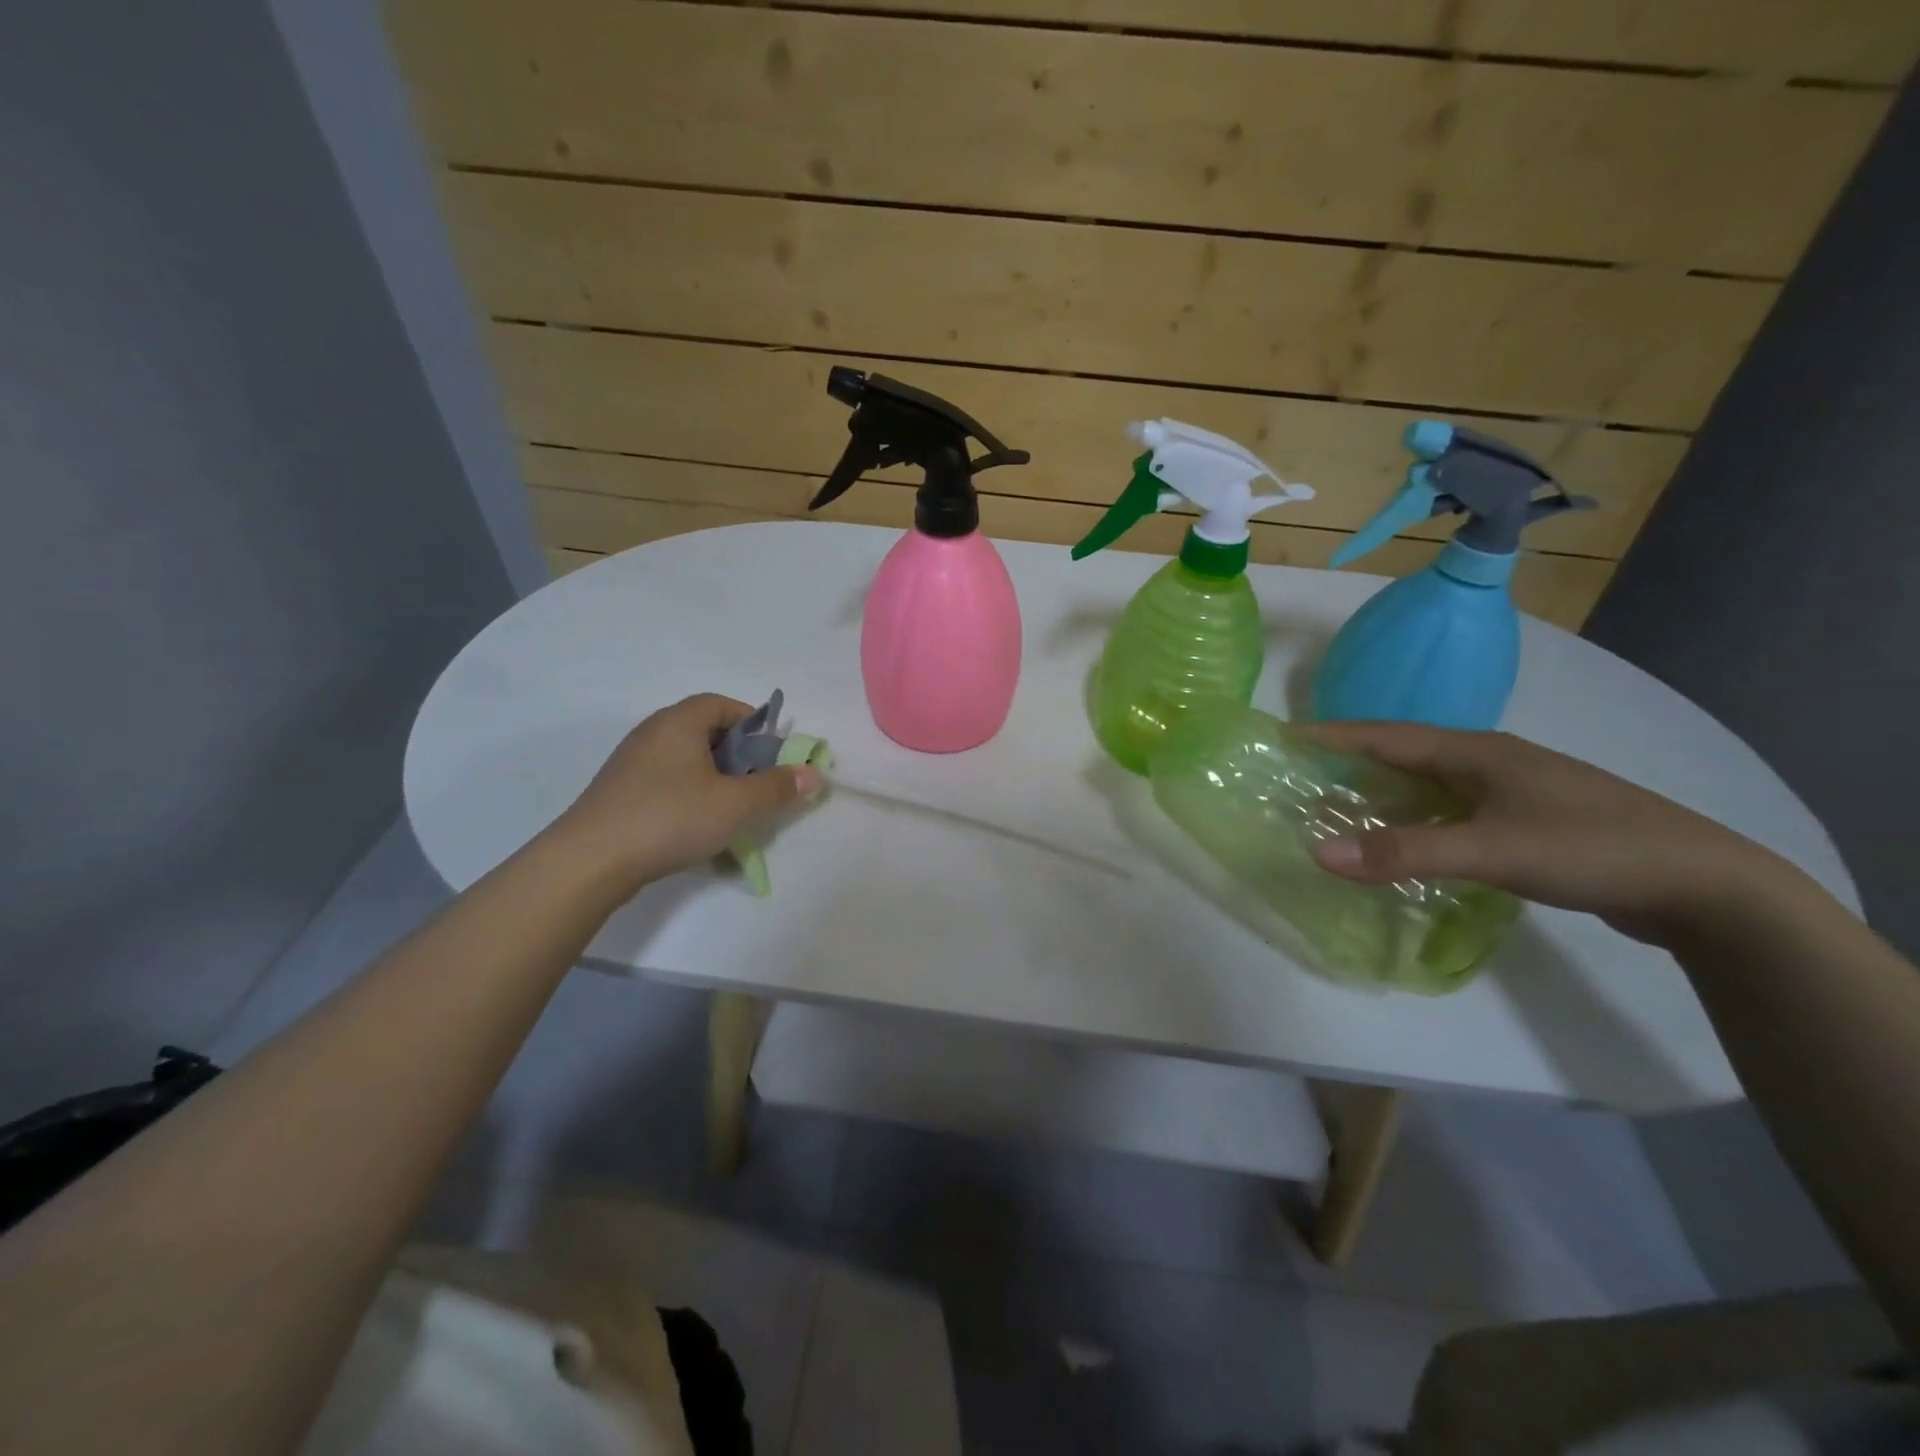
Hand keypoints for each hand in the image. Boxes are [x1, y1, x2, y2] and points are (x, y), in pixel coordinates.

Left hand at [555, 694, 823, 888]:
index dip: (752, 722)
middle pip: (704, 729)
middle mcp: (652, 732)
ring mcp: (631, 762)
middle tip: (756, 782)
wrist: (590, 861)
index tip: (772, 752)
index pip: (722, 704)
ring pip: (685, 757)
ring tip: (730, 806)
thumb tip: (813, 773)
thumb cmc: (670, 818)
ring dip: (713, 775)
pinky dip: (688, 792)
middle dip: (737, 753)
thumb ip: (776, 787)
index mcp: (679, 722)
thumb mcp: (735, 804)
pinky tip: (695, 823)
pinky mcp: (619, 791)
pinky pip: (665, 779)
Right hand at [1304, 721, 1799, 945]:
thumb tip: (1317, 851)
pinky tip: (1406, 841)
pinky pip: (1452, 811)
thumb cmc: (1590, 849)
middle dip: (1351, 761)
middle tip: (1302, 774)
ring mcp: (1513, 791)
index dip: (1333, 734)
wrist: (1706, 886)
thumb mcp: (1490, 850)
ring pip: (1430, 784)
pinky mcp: (1529, 822)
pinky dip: (1417, 820)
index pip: (1387, 735)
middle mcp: (1490, 762)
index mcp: (1477, 752)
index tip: (1285, 734)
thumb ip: (1403, 851)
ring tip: (1341, 807)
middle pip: (1404, 754)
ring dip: (1384, 792)